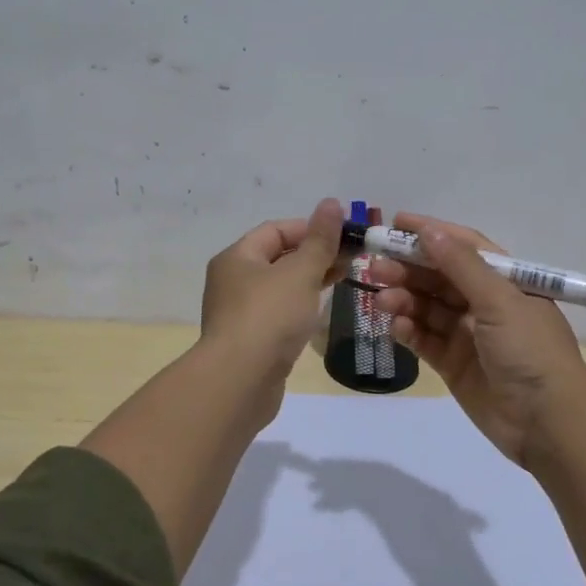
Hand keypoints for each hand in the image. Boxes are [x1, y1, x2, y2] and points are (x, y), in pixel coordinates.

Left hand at [198, 198, 346, 391]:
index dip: (311, 228)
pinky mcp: (250, 341)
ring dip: (310, 281)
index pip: (276, 230)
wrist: (240, 381)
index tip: (345, 235)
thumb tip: (332, 203)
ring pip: (279, 287)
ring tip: (344, 280)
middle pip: (277, 257)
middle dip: (315, 255)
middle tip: (352, 258)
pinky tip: (319, 312)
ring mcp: (239, 313)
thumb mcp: (300, 273)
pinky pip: (278, 313)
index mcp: (237, 257)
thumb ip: (320, 240)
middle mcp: (232, 281)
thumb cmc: (269, 317)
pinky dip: (300, 307)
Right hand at [370, 212, 585, 468]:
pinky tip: (396, 327)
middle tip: (375, 267)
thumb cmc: (530, 350)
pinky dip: (408, 331)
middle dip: (408, 269)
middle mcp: (486, 303)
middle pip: (439, 277)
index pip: (464, 247)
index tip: (396, 224)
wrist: (547, 422)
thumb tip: (429, 230)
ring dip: (403, 300)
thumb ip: (461, 266)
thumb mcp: (499, 300)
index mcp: (506, 281)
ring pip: (427, 308)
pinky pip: (425, 339)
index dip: (431, 233)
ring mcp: (468, 335)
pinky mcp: (454, 364)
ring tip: (381, 300)